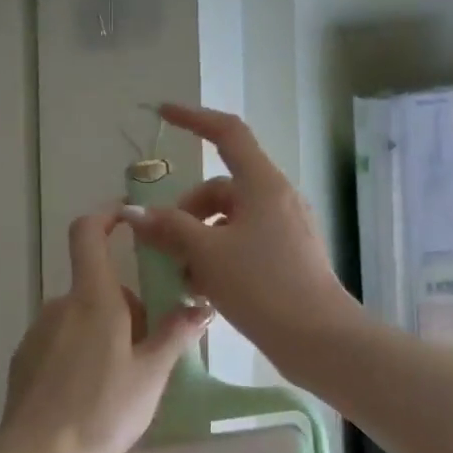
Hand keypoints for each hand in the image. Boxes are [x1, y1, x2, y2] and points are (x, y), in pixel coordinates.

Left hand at [0, 211, 211, 452]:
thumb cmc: (103, 411)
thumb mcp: (151, 374)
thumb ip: (175, 334)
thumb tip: (200, 305)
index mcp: (93, 299)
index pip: (89, 234)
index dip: (107, 216)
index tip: (129, 219)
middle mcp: (60, 305)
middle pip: (100, 287)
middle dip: (128, 307)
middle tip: (151, 350)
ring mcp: (38, 332)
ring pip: (83, 317)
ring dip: (107, 332)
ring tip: (124, 381)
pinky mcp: (25, 359)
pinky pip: (62, 341)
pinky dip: (82, 352)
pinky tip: (91, 394)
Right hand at [120, 103, 360, 376]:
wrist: (318, 337)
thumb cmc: (262, 285)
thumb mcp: (207, 254)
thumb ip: (170, 228)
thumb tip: (135, 213)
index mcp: (263, 185)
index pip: (227, 133)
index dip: (194, 119)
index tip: (163, 114)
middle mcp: (278, 199)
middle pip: (222, 189)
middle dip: (187, 212)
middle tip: (164, 247)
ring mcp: (287, 230)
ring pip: (231, 222)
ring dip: (200, 241)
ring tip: (183, 278)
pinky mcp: (289, 258)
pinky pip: (245, 245)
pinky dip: (220, 258)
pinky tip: (205, 292)